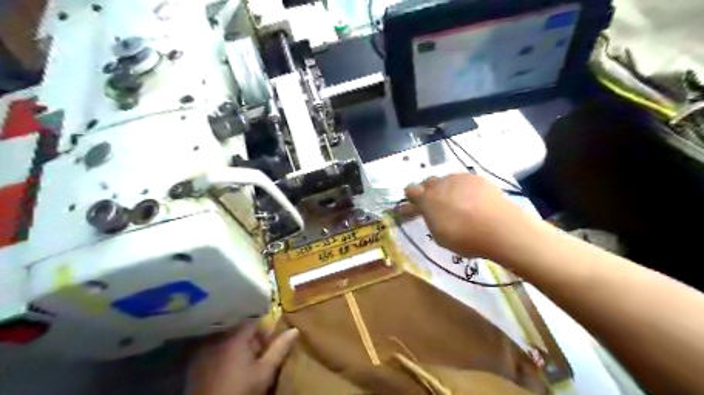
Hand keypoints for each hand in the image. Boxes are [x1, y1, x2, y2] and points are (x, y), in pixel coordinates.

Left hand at [187, 321, 295, 394]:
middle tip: (256, 355)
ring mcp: (203, 349)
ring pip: (224, 338)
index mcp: (235, 336)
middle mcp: (217, 337)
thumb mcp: (265, 371)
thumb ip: (279, 348)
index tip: (267, 344)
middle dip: (249, 338)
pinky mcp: (194, 363)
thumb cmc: (241, 391)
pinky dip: (221, 353)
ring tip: (242, 362)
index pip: (252, 321)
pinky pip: (211, 349)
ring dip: (235, 345)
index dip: (262, 331)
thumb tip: (295, 330)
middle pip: (238, 329)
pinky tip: (226, 368)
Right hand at [404, 174, 530, 260]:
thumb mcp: (439, 236)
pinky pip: (463, 181)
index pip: (410, 191)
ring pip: (446, 180)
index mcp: (427, 200)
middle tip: (434, 204)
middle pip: (427, 182)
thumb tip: (430, 212)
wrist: (500, 228)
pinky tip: (471, 199)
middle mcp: (440, 184)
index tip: (412, 207)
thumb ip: (431, 219)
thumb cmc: (465, 238)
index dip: (410, 198)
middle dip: (427, 191)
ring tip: (455, 202)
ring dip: (445, 189)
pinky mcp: (476, 178)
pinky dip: (462, 188)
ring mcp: (459, 179)